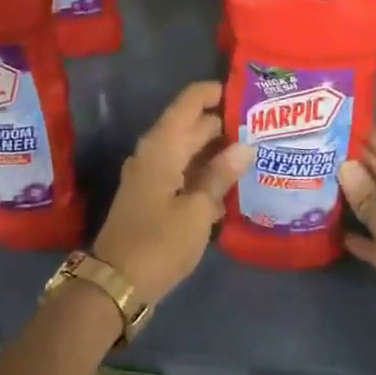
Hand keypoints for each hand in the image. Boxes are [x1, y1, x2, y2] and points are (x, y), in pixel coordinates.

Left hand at [93, 81, 252, 305]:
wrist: (117, 283)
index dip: (211, 93)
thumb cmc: (159, 243)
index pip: (187, 105)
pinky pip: (180, 176)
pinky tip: (229, 188)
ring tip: (252, 153)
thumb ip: (220, 176)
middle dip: (220, 124)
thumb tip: (244, 147)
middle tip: (258, 125)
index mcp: (161, 148)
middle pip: (188, 128)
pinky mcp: (151, 200)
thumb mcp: (197, 210)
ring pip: (186, 154)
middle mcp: (152, 155)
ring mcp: (149, 178)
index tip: (240, 90)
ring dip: (214, 152)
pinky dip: (202, 176)